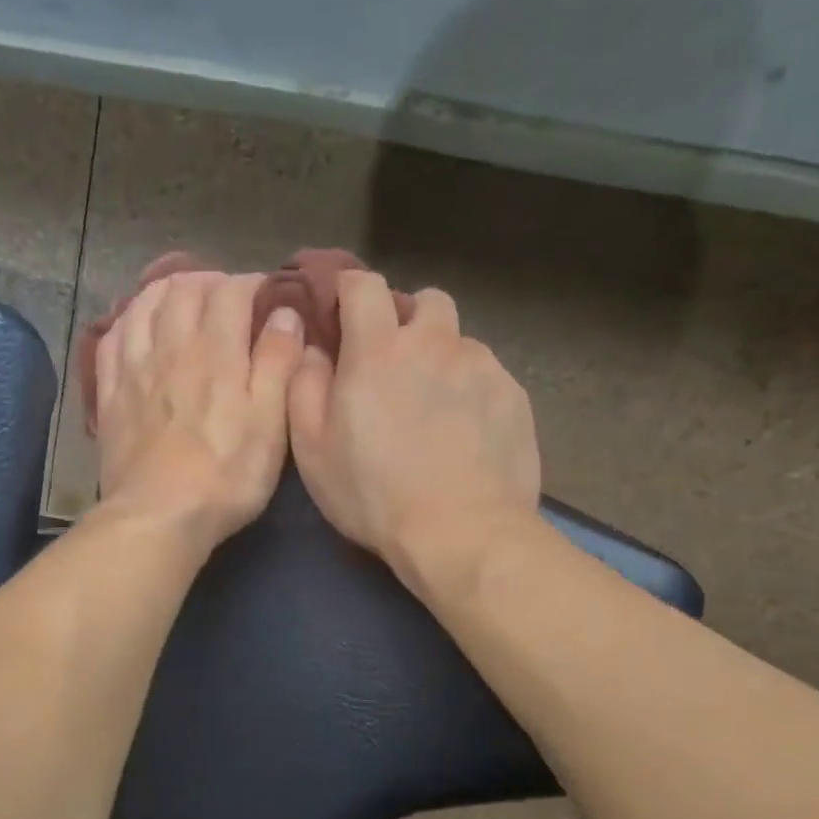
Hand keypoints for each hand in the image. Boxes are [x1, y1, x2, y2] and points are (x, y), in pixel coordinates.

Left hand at [95, 271, 304, 551]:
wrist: (158, 516)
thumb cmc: (226, 476)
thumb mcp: (271, 423)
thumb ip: (279, 362)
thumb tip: (285, 313)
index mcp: (217, 352)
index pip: (231, 291)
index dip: (252, 284)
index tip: (267, 295)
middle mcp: (171, 346)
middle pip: (184, 289)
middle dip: (210, 281)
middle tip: (227, 296)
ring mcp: (134, 368)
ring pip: (144, 304)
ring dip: (167, 291)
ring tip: (184, 299)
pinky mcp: (109, 393)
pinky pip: (112, 336)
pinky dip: (128, 318)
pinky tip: (137, 325)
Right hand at [289, 271, 540, 569]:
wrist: (461, 532)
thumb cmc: (373, 495)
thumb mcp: (313, 450)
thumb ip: (304, 387)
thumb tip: (314, 350)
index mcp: (378, 350)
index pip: (365, 286)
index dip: (350, 290)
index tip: (343, 311)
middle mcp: (434, 343)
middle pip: (426, 301)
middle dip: (408, 319)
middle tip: (395, 363)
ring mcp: (482, 366)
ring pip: (460, 341)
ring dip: (442, 359)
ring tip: (435, 408)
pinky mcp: (514, 395)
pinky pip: (489, 376)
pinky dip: (472, 391)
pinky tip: (466, 434)